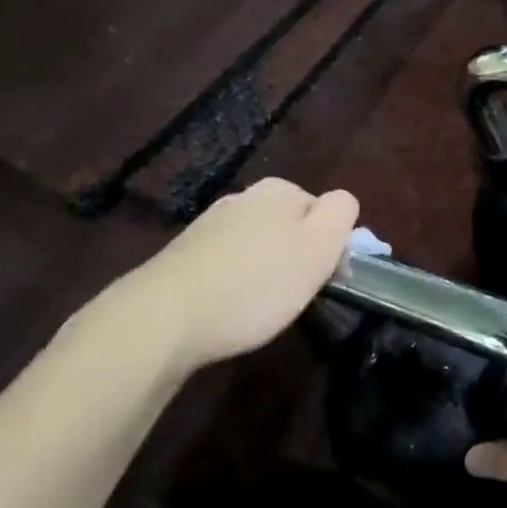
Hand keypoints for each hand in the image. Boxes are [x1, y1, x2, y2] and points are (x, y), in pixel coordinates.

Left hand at [100, 179, 358, 375]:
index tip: (324, 280)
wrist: (166, 317)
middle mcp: (243, 197)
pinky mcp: (185, 254)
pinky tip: (228, 307)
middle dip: (297, 256)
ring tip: (259, 307)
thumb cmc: (256, 283)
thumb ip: (340, 214)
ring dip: (266, 269)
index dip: (331, 246)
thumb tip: (340, 202)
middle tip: (294, 295)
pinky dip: (235, 281)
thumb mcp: (318, 247)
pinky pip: (228, 262)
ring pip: (258, 243)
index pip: (325, 210)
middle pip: (290, 225)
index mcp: (279, 190)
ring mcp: (210, 224)